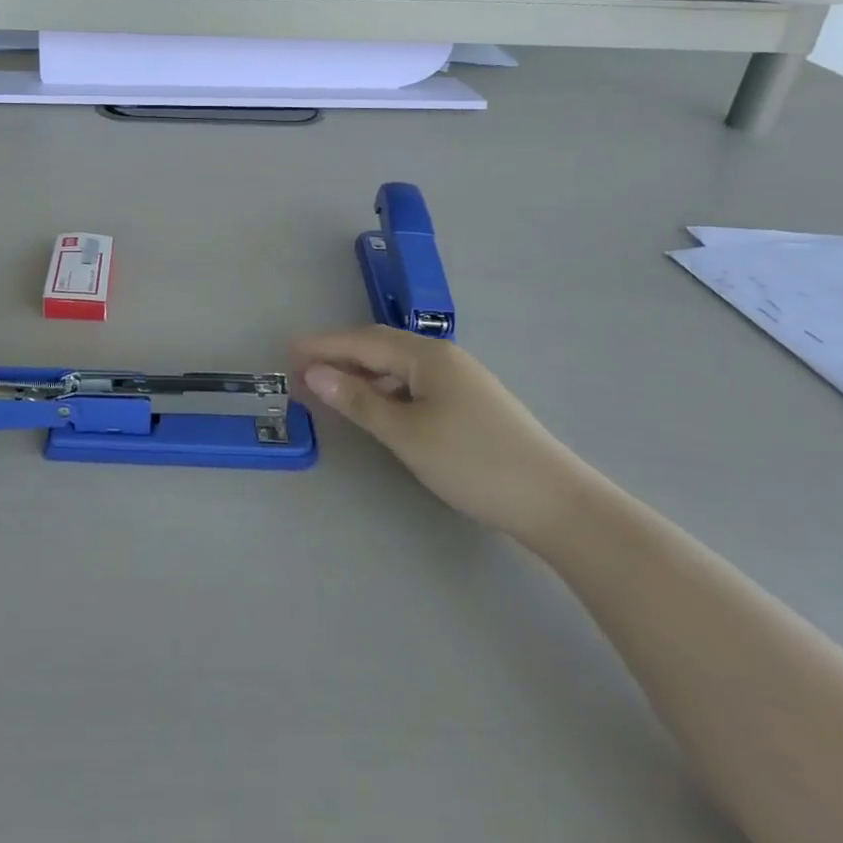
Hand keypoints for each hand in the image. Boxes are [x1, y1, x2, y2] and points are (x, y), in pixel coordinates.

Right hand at [294, 326, 589, 541]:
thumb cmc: (473, 462)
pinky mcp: (470, 403)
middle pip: (380, 347)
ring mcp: (460, 380)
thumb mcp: (406, 434)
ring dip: (362, 373)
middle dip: (339, 356)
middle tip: (302, 369)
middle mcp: (443, 358)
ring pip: (398, 367)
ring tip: (331, 389)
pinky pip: (414, 384)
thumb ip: (358, 401)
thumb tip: (314, 374)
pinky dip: (385, 389)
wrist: (555, 501)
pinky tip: (378, 407)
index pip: (362, 341)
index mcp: (427, 356)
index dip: (322, 345)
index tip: (287, 350)